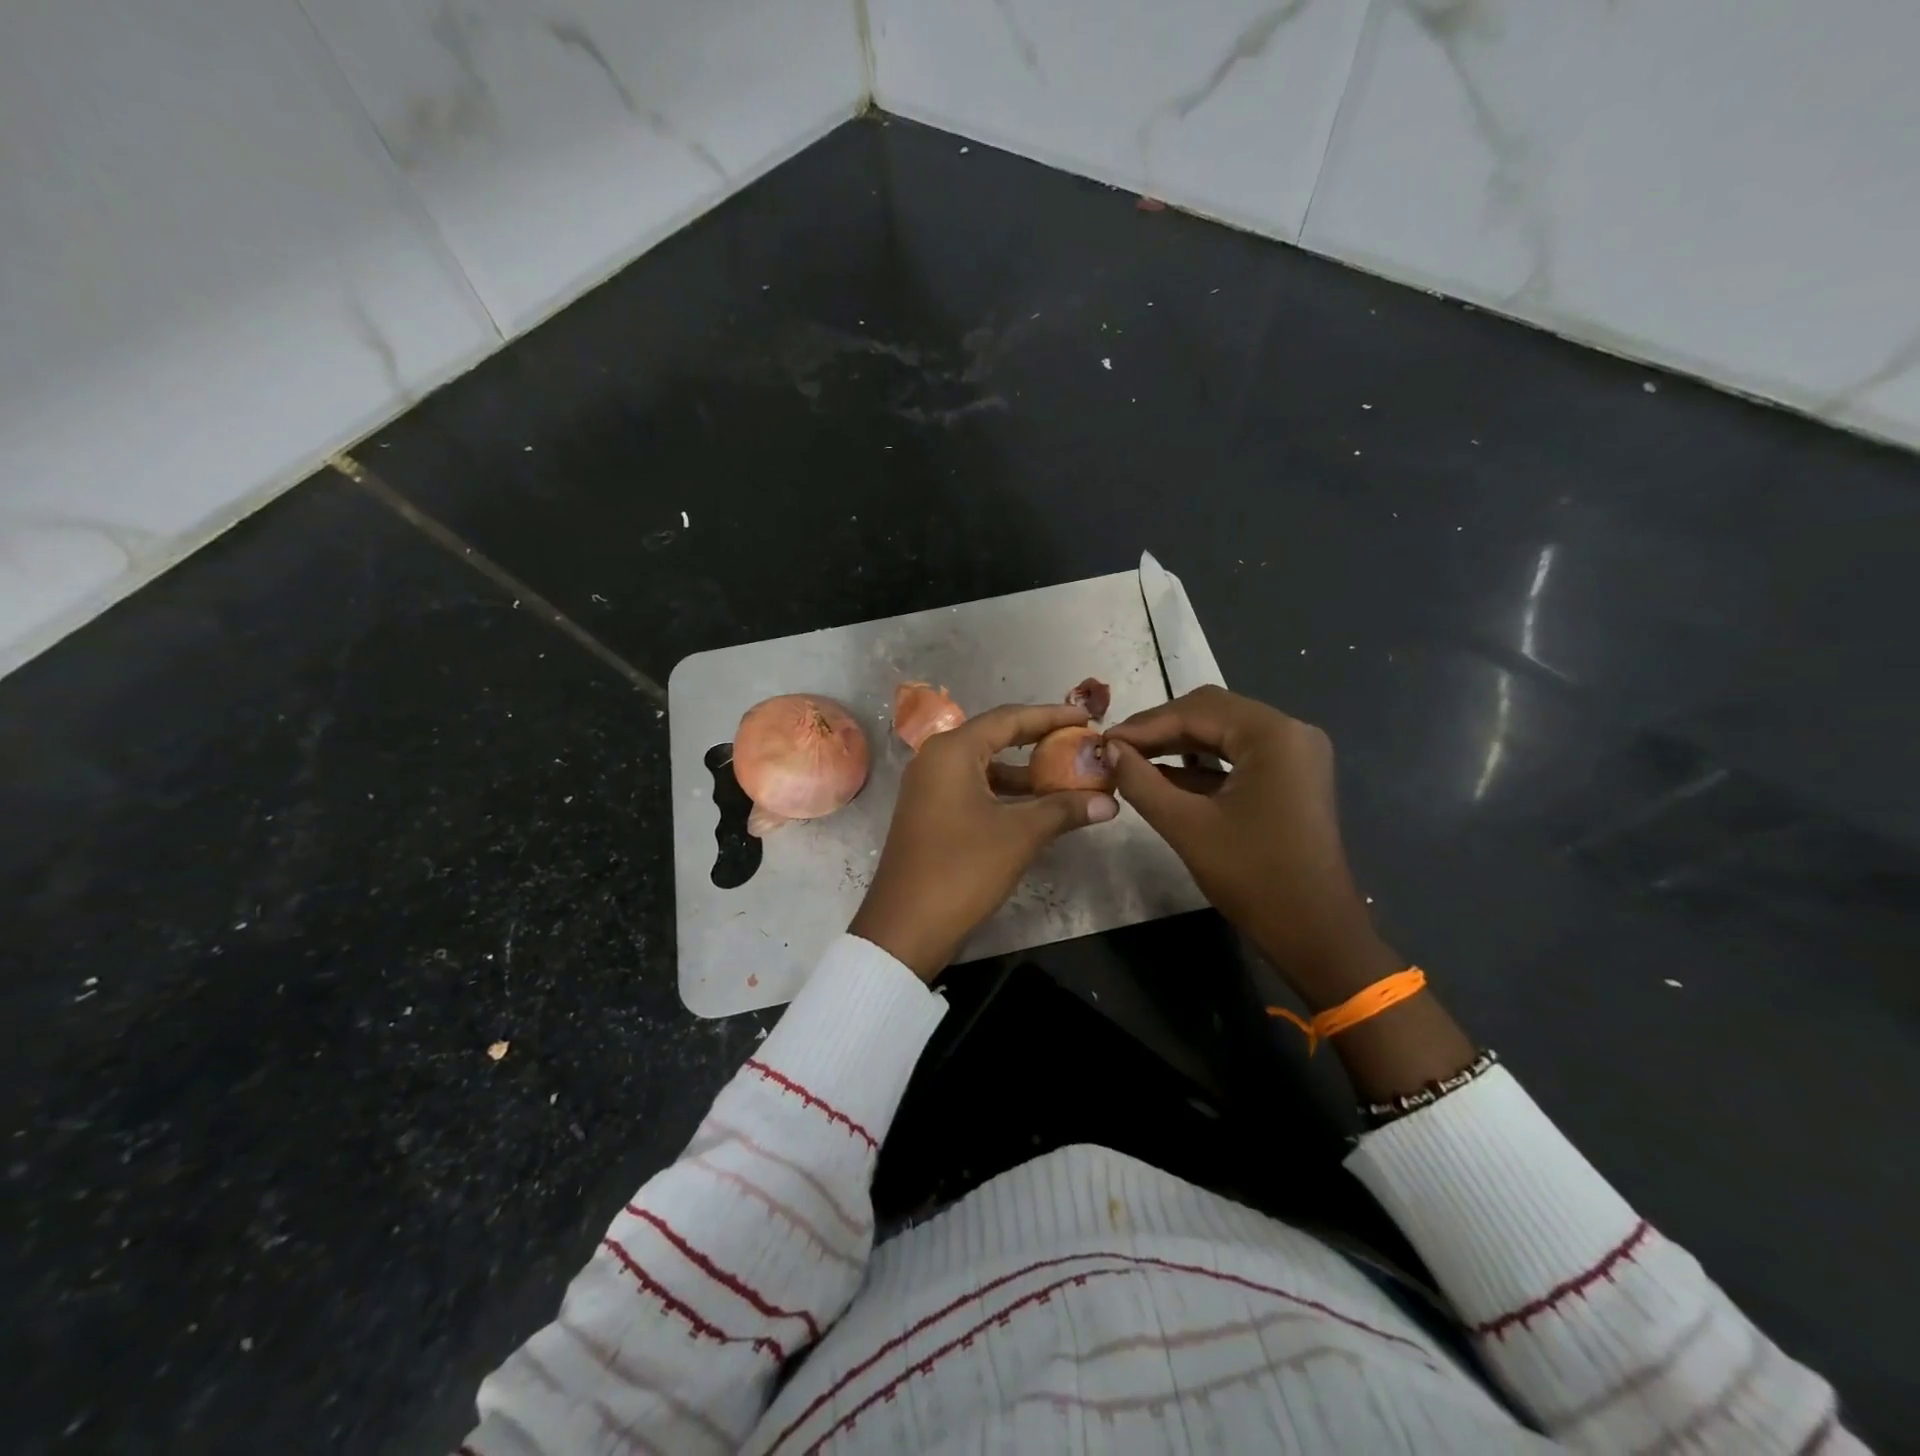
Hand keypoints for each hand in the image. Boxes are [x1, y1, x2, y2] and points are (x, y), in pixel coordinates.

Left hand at [850, 703, 1118, 979]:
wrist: (905, 927)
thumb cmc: (962, 869)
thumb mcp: (1019, 835)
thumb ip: (1064, 809)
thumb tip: (1111, 802)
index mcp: (952, 751)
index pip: (1009, 718)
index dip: (1051, 716)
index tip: (1087, 719)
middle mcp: (936, 759)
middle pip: (996, 738)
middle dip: (1040, 742)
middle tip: (1080, 744)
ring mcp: (930, 788)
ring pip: (986, 767)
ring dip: (1026, 773)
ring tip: (1069, 779)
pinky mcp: (931, 813)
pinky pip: (975, 789)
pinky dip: (1006, 794)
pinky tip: (1038, 808)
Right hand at [1102, 686, 1397, 1006]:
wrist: (1315, 932)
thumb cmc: (1253, 877)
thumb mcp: (1187, 826)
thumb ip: (1141, 781)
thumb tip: (1108, 750)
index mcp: (1273, 735)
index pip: (1196, 711)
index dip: (1144, 724)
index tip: (1103, 741)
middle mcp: (1290, 731)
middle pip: (1212, 712)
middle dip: (1161, 729)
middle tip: (1116, 749)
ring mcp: (1294, 754)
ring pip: (1223, 732)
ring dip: (1178, 744)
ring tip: (1132, 759)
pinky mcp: (1291, 776)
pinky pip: (1238, 755)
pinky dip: (1201, 763)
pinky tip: (1164, 775)